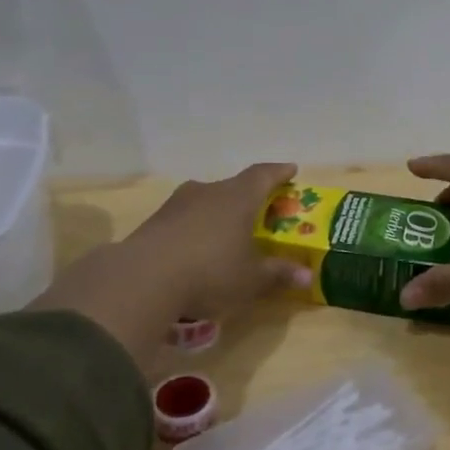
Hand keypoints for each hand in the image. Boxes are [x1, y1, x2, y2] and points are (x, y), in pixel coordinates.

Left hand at [116, 162, 311, 316]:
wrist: (142, 279)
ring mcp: (177, 205)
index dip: (279, 172)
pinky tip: (198, 247)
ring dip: (219, 212)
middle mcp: (208, 192)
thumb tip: (307, 275)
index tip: (291, 170)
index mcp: (238, 198)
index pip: (263, 175)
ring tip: (228, 230)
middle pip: (233, 187)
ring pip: (206, 201)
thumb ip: (278, 274)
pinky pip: (184, 219)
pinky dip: (196, 228)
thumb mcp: (251, 279)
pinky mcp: (154, 222)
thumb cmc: (210, 272)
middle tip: (260, 209)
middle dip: (248, 196)